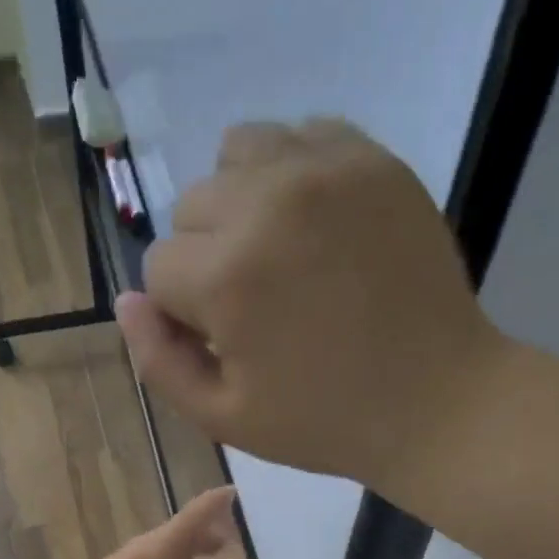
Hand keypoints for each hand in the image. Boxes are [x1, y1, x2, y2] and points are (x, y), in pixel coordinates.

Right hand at [117, 119, 503, 495]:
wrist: (432, 400)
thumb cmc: (321, 423)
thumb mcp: (224, 419)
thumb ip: (160, 364)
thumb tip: (126, 303)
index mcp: (227, 276)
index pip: (159, 269)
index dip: (182, 314)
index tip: (223, 343)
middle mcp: (266, 202)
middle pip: (191, 208)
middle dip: (205, 259)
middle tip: (255, 308)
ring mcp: (324, 169)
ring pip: (237, 155)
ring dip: (239, 204)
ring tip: (276, 257)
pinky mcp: (370, 157)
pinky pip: (298, 135)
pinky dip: (289, 173)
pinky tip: (311, 226)